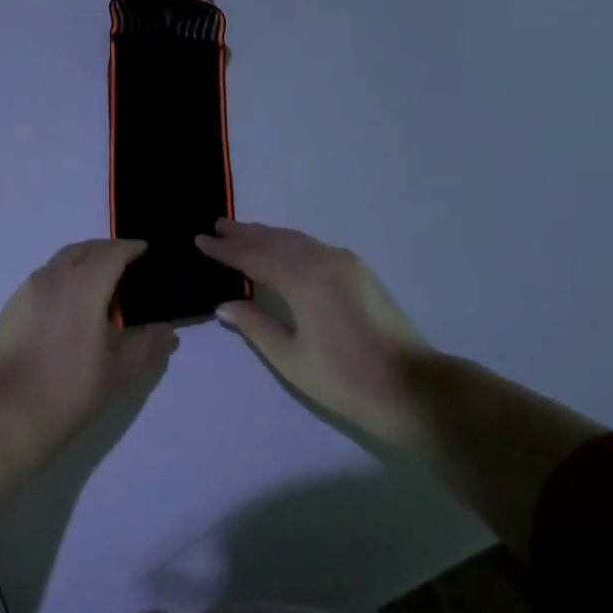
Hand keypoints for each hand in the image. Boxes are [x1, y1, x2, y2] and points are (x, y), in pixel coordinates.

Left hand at [0, 240, 177, 447]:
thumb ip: (147, 345)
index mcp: (85, 284)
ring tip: (96, 286)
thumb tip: (166, 330)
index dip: (131, 248)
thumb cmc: (71, 387)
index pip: (112, 252)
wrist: (7, 412)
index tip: (144, 250)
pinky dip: (60, 281)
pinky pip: (41, 281)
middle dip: (105, 250)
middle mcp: (54, 277)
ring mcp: (26, 291)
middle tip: (123, 262)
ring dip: (80, 263)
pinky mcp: (9, 309)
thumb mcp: (120, 370)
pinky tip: (67, 309)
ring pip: (58, 263)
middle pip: (83, 249)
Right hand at [195, 220, 436, 447]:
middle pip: (275, 240)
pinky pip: (313, 246)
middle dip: (244, 233)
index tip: (200, 240)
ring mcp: (345, 263)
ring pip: (296, 240)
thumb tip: (225, 304)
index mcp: (303, 281)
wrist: (412, 387)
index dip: (225, 250)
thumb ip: (256, 326)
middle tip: (216, 225)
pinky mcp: (359, 271)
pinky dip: (289, 242)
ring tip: (241, 231)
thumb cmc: (345, 379)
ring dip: (267, 235)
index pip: (254, 258)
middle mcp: (323, 261)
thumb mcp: (291, 358)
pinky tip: (280, 248)